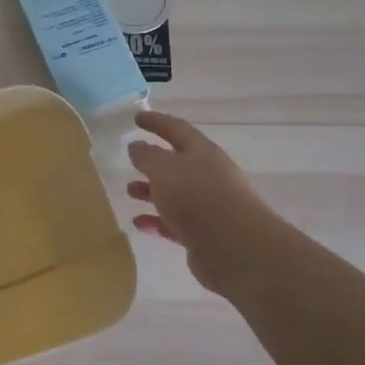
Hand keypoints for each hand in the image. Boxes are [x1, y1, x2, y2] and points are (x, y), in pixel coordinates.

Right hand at [127, 110, 276, 296]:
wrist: (235, 247)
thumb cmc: (197, 197)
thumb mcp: (164, 169)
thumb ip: (146, 156)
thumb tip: (136, 146)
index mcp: (202, 152)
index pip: (177, 129)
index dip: (156, 122)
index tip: (136, 117)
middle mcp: (208, 175)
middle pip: (177, 163)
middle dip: (153, 162)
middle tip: (130, 161)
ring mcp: (208, 206)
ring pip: (174, 194)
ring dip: (151, 192)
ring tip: (130, 192)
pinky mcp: (204, 234)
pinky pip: (175, 223)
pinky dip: (157, 221)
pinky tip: (139, 223)